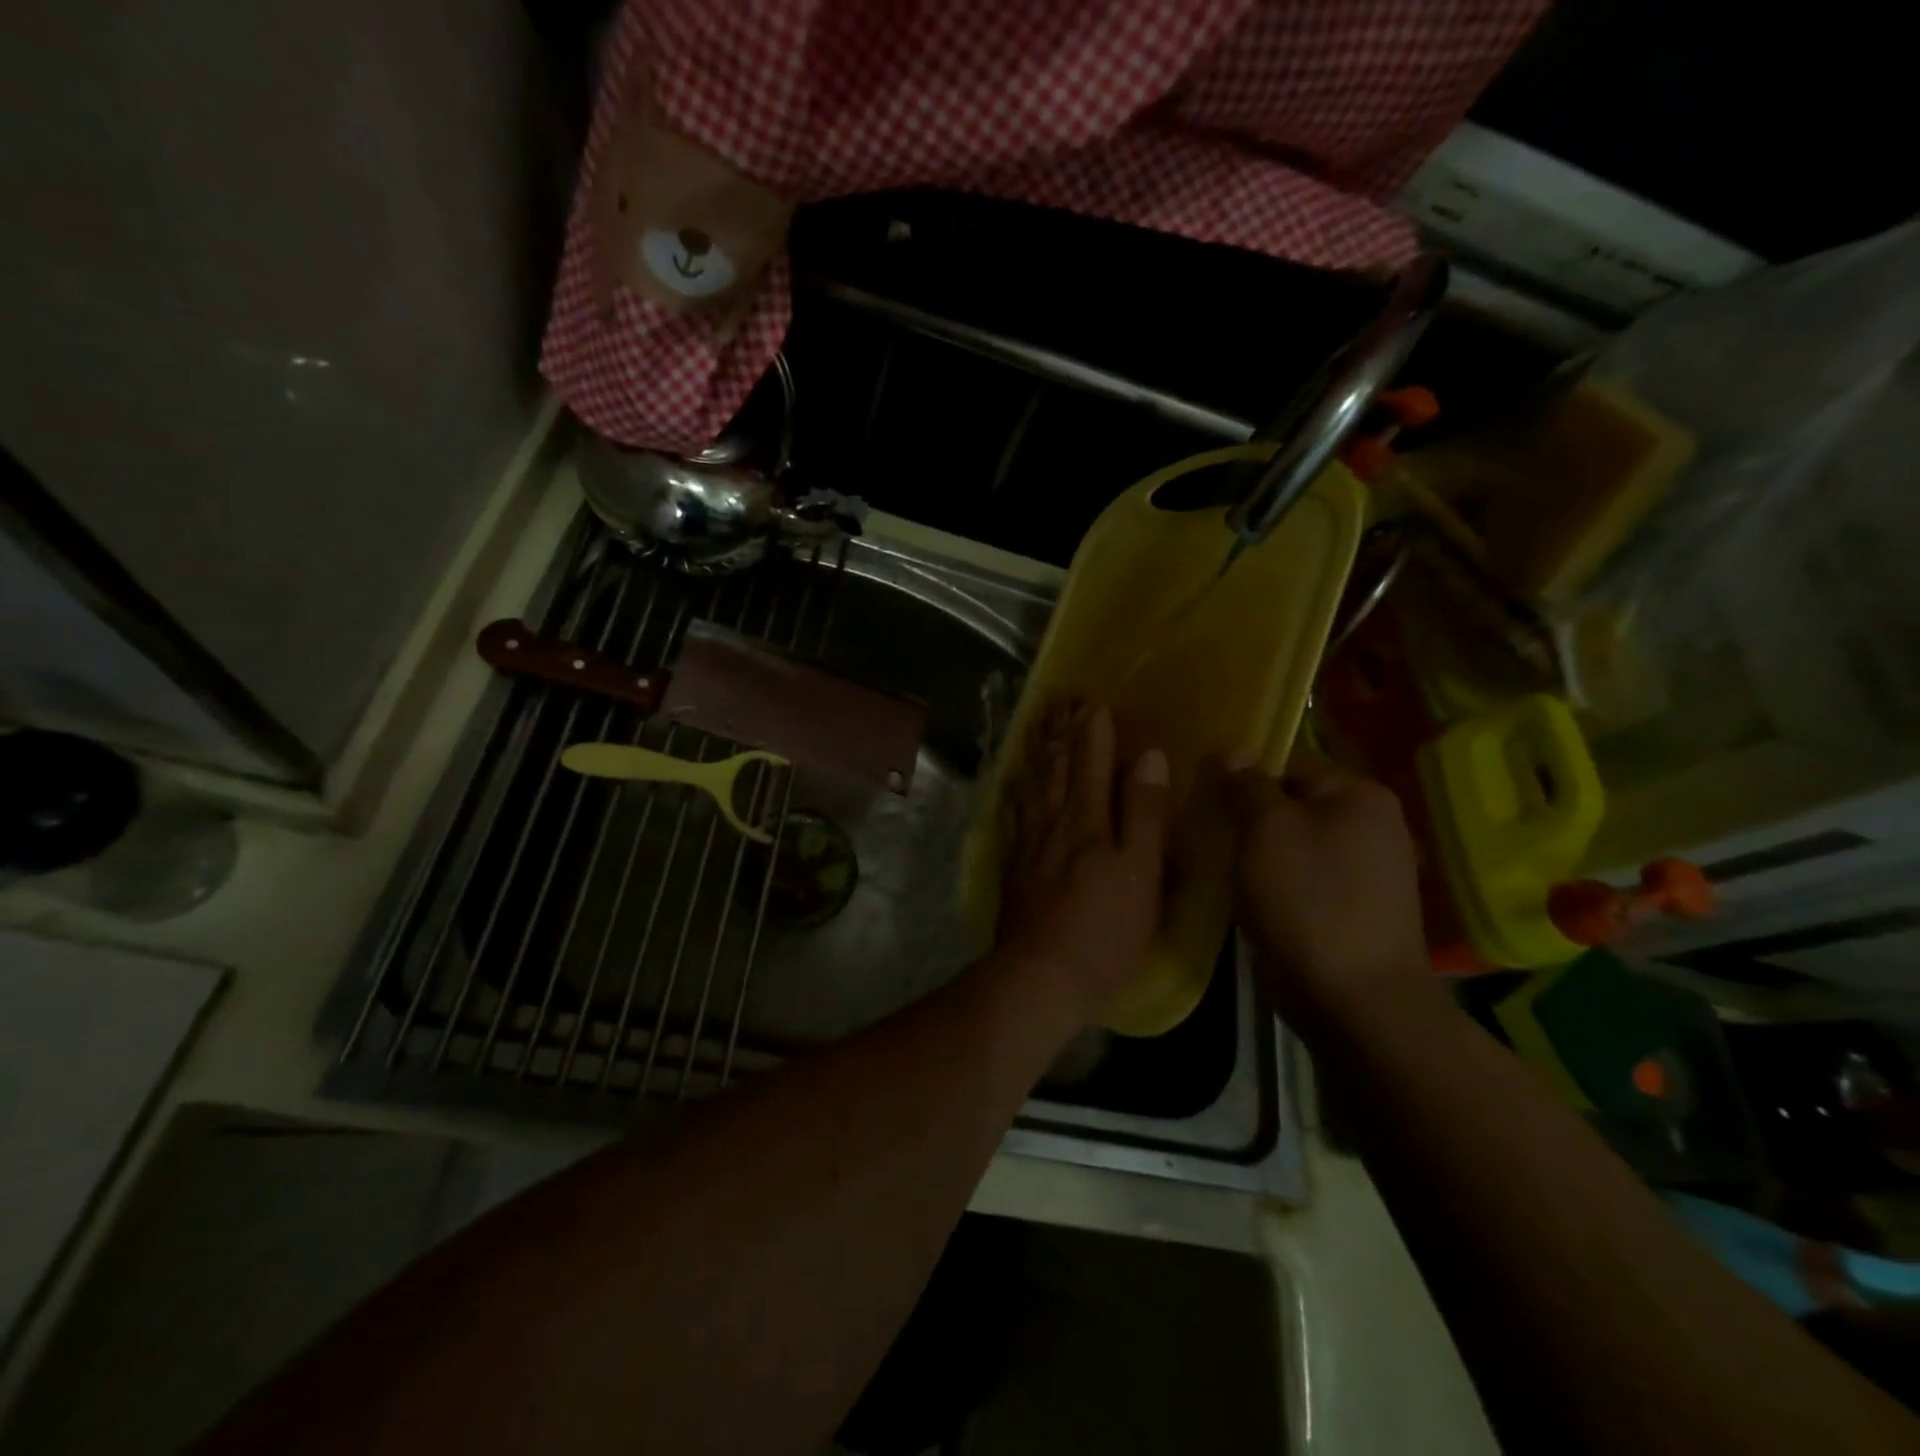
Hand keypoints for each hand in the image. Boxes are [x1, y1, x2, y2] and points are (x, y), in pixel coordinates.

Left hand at [995, 701, 1171, 1016]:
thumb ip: (1145, 812)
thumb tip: (1150, 756)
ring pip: (1033, 784)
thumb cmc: (1104, 928)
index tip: (1095, 701)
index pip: (1093, 762)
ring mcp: (1028, 842)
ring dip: (1037, 751)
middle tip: (1060, 699)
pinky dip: (1016, 790)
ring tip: (1037, 725)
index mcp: (1088, 819)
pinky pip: (1013, 813)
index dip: (1095, 730)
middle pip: (1057, 765)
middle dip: (1061, 730)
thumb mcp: (1140, 871)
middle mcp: (1054, 820)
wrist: (1040, 975)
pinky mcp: (1014, 865)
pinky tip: (1013, 784)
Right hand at [1225, 750, 1431, 1034]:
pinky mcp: (1352, 908)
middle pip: (1292, 803)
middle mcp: (1372, 825)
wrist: (1352, 998)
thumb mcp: (1267, 829)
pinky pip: (1303, 877)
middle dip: (1249, 816)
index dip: (1242, 776)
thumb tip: (1234, 751)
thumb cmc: (1307, 900)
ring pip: (1294, 843)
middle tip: (1204, 830)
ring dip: (1258, 851)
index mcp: (1360, 794)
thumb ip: (1248, 785)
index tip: (1202, 796)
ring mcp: (1366, 870)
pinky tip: (1245, 893)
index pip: (1288, 763)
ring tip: (1217, 862)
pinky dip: (1274, 881)